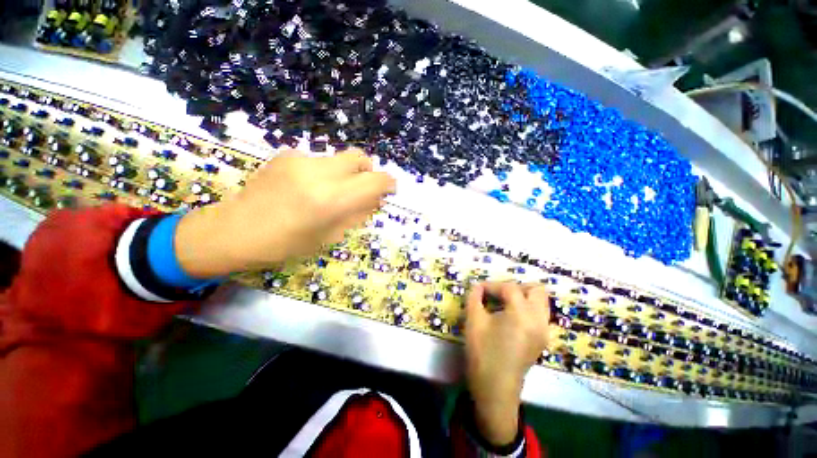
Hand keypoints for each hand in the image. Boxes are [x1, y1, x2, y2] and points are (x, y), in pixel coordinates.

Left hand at [174, 148, 395, 277]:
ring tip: (328, 192)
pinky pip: (318, 161)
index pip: (375, 181)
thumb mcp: (330, 236)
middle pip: (359, 158)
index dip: (387, 184)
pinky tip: (306, 188)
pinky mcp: (286, 155)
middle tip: (361, 189)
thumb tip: (375, 200)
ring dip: (344, 174)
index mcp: (333, 199)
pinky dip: (323, 173)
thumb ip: (357, 214)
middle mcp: (320, 173)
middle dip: (367, 172)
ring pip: (339, 160)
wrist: (234, 230)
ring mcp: (301, 160)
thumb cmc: (286, 244)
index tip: (388, 190)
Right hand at [464, 282, 549, 446]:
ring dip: (523, 297)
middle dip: (516, 287)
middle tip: (498, 294)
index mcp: (522, 314)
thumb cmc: (482, 352)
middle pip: (537, 290)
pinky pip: (539, 314)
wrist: (495, 388)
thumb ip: (475, 297)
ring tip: (503, 304)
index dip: (492, 285)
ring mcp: (544, 331)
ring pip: (541, 302)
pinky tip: (509, 317)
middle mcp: (539, 320)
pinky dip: (526, 308)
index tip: (478, 289)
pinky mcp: (542, 339)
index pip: (510, 287)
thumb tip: (477, 287)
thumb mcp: (474, 320)